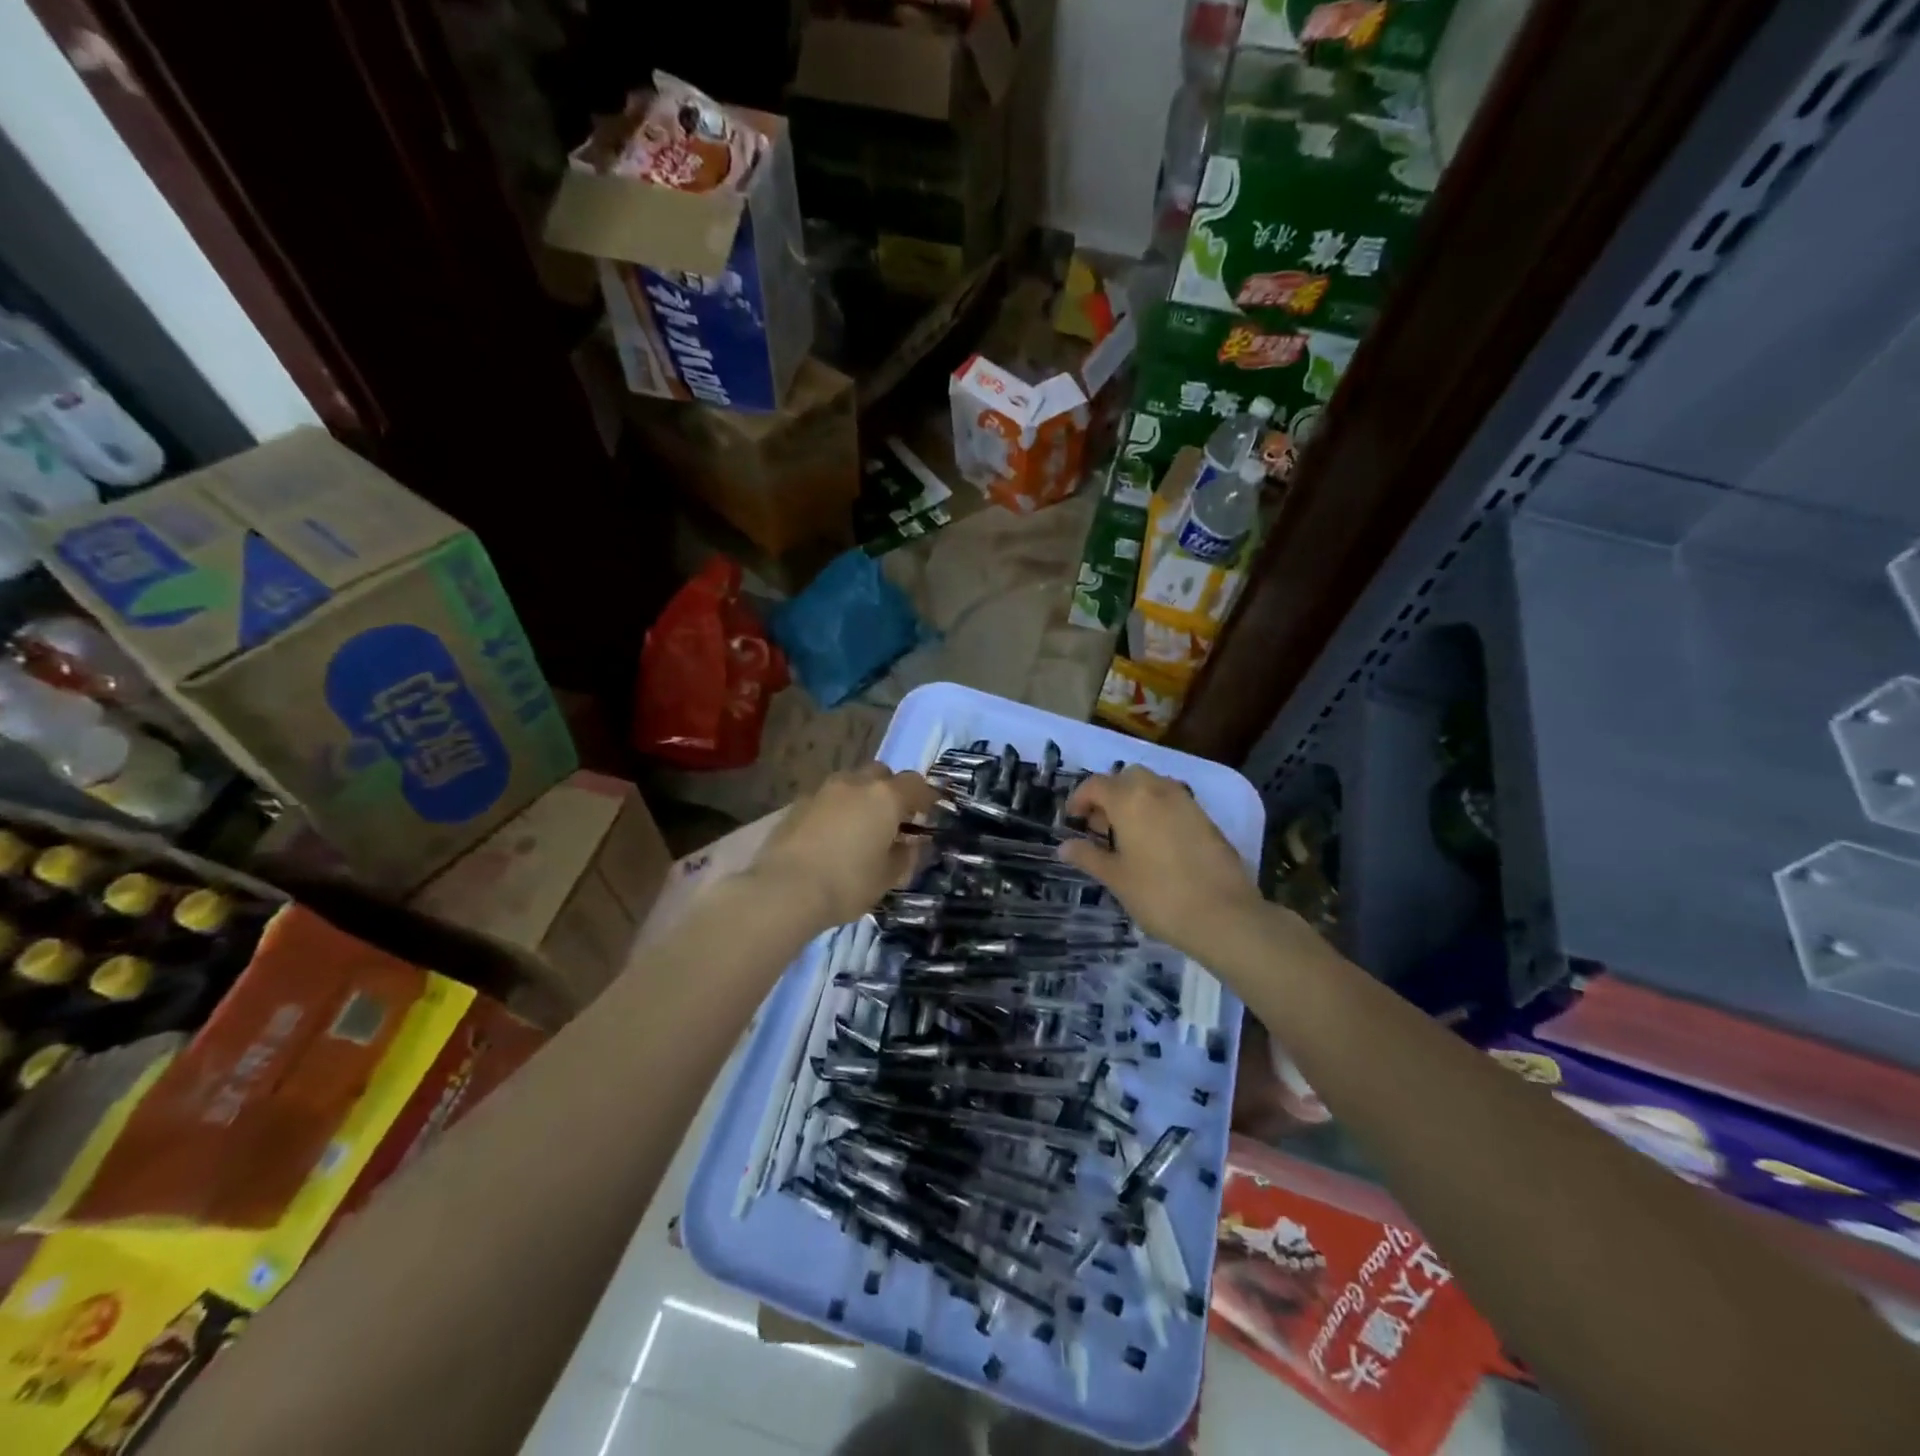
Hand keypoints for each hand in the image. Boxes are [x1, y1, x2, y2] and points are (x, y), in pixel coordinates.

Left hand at [750, 764, 938, 932]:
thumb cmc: (847, 883)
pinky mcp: (797, 804)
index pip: (916, 783)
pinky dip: (836, 809)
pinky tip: (832, 834)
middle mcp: (856, 783)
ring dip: (861, 797)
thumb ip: (906, 856)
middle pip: (881, 773)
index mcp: (885, 797)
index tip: (930, 811)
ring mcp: (823, 790)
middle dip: (891, 789)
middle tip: (893, 817)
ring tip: (860, 825)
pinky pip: (827, 798)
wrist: (784, 890)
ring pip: (851, 782)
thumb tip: (912, 844)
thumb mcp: (888, 877)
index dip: (926, 796)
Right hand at [1059, 765, 1262, 950]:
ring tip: (1127, 835)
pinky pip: (1173, 802)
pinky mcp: (1206, 818)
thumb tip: (1064, 846)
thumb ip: (1088, 856)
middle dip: (1110, 794)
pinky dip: (1158, 811)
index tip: (1073, 820)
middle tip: (1101, 825)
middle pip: (1126, 778)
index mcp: (1129, 800)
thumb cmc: (1158, 895)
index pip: (1096, 784)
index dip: (1080, 798)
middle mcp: (1157, 790)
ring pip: (1153, 786)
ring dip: (1135, 800)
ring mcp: (1186, 802)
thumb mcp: (1116, 878)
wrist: (1223, 914)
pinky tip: (1156, 844)